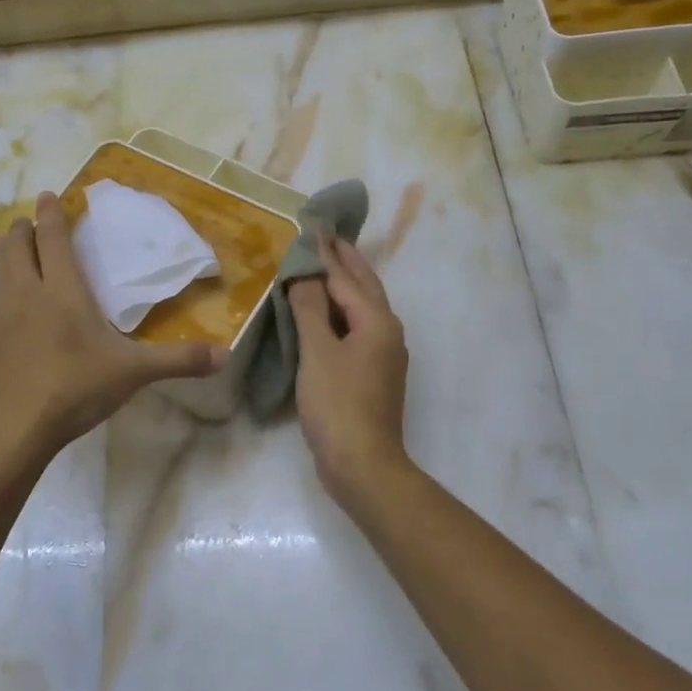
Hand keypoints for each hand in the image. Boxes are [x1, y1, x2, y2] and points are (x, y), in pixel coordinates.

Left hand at [0, 192, 225, 459]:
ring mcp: (0, 316)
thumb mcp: (134, 372)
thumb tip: (225, 354)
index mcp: (64, 291)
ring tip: (7, 236)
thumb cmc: (76, 388)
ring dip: (3, 249)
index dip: (53, 216)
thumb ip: (179, 360)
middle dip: (26, 229)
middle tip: (31, 219)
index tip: (50, 195)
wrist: (16, 425)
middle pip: (21, 248)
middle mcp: (28, 293)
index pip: (55, 240)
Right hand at [287, 234, 410, 502]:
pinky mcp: (373, 373)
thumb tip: (304, 273)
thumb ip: (310, 309)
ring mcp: (383, 354)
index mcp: (376, 321)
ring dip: (344, 284)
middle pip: (364, 286)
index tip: (313, 225)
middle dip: (345, 259)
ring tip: (325, 265)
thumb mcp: (318, 352)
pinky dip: (340, 311)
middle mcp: (387, 331)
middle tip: (326, 234)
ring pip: (363, 307)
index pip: (346, 277)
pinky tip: (326, 314)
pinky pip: (357, 328)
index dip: (326, 251)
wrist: (363, 464)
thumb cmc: (338, 404)